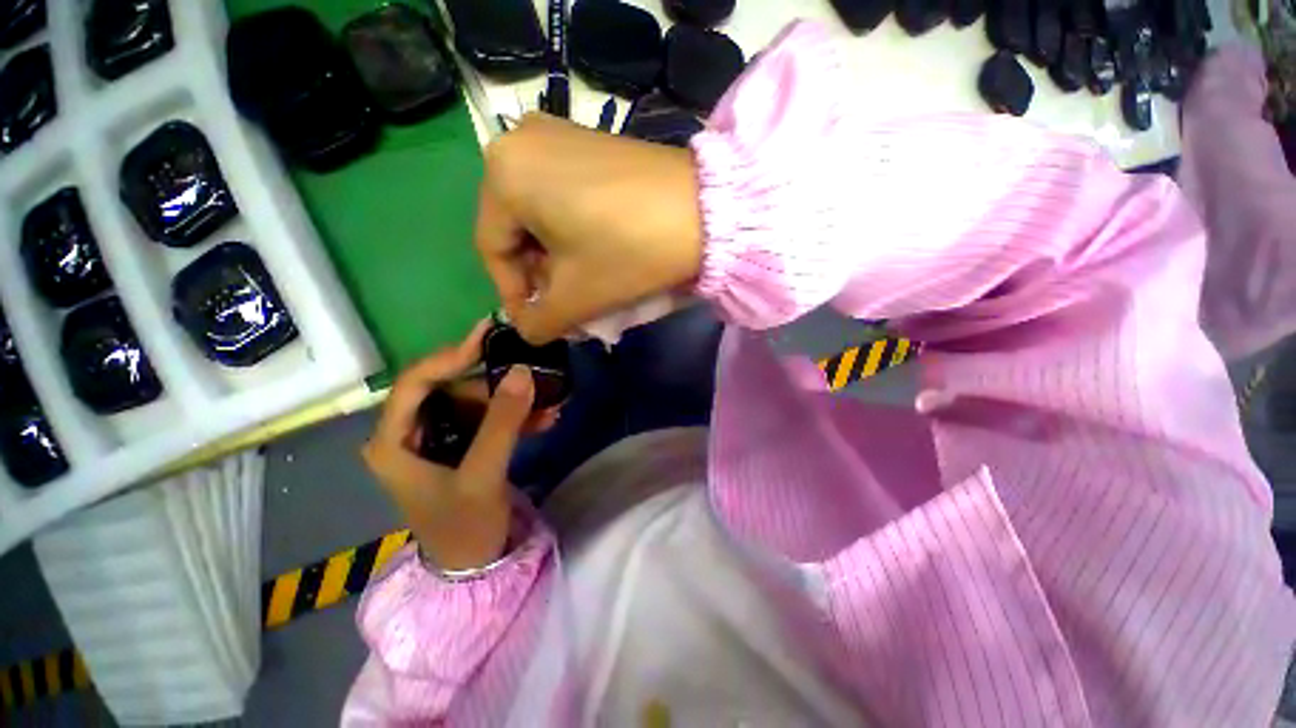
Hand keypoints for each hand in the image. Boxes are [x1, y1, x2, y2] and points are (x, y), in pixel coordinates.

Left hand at [362, 322, 550, 570]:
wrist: (474, 565)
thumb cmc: (464, 527)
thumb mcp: (483, 475)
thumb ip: (503, 422)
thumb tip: (522, 370)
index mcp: (394, 442)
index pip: (415, 383)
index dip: (450, 357)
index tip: (489, 338)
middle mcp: (411, 434)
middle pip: (451, 390)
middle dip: (495, 386)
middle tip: (532, 374)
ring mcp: (438, 439)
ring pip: (475, 404)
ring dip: (514, 403)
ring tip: (551, 404)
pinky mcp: (461, 446)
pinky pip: (488, 421)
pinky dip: (516, 418)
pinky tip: (545, 418)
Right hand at [477, 113, 704, 343]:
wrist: (707, 211)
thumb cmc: (630, 251)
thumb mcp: (577, 296)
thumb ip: (539, 321)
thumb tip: (527, 329)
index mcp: (503, 173)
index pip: (492, 249)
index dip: (512, 294)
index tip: (537, 322)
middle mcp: (520, 141)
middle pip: (516, 229)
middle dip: (539, 276)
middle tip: (562, 306)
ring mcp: (557, 135)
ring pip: (540, 213)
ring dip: (556, 257)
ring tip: (581, 284)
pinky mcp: (589, 142)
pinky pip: (562, 194)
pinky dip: (571, 231)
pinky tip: (594, 253)